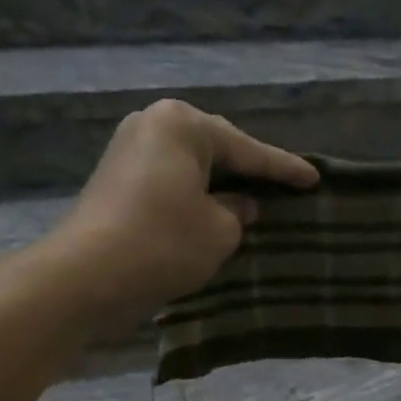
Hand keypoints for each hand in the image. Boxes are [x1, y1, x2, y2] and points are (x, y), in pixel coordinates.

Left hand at [57, 100, 317, 321]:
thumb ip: (239, 211)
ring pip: (191, 164)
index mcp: (183, 124)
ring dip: (220, 181)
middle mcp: (152, 124)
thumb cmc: (164, 243)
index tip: (314, 178)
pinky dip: (195, 192)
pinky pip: (170, 178)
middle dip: (248, 168)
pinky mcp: (115, 178)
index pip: (247, 149)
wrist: (86, 276)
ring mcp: (128, 150)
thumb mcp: (220, 230)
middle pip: (216, 147)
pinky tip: (214, 207)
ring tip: (253, 195)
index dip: (284, 169)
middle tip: (283, 184)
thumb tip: (239, 205)